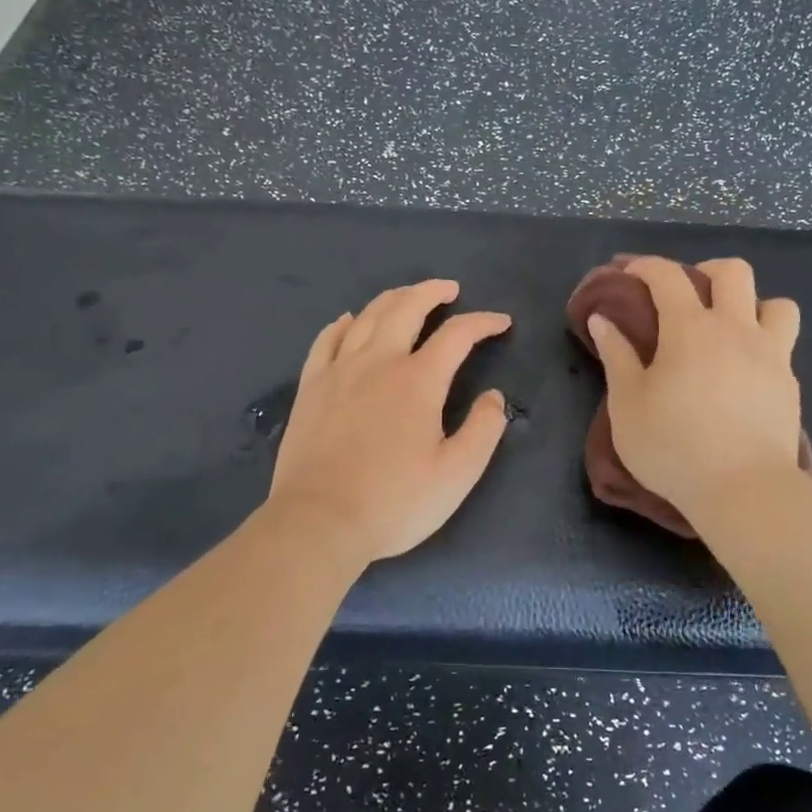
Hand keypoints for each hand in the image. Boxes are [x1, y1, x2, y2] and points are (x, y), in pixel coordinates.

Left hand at [267, 280, 511, 567]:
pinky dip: (343, 324)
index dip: (483, 323)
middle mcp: (378, 362)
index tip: (501, 322)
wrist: (318, 522)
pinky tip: (350, 321)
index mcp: (418, 380)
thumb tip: (494, 397)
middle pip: (406, 308)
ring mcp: (339, 371)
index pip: (457, 335)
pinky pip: (326, 340)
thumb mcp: (457, 474)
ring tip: (408, 296)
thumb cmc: (394, 502)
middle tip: (449, 289)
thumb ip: (483, 430)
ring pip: (367, 317)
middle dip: (432, 292)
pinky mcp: (311, 387)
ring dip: (392, 299)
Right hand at [587, 256, 801, 521]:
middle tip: (687, 297)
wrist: (743, 490)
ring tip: (731, 330)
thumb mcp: (628, 404)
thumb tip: (603, 319)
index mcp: (691, 329)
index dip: (646, 266)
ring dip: (753, 305)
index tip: (629, 272)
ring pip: (777, 304)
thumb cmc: (673, 446)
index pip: (668, 276)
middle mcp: (736, 329)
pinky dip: (764, 345)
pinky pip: (783, 346)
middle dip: (706, 272)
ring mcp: (771, 355)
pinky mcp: (790, 385)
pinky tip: (744, 373)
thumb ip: (617, 356)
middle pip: (733, 272)